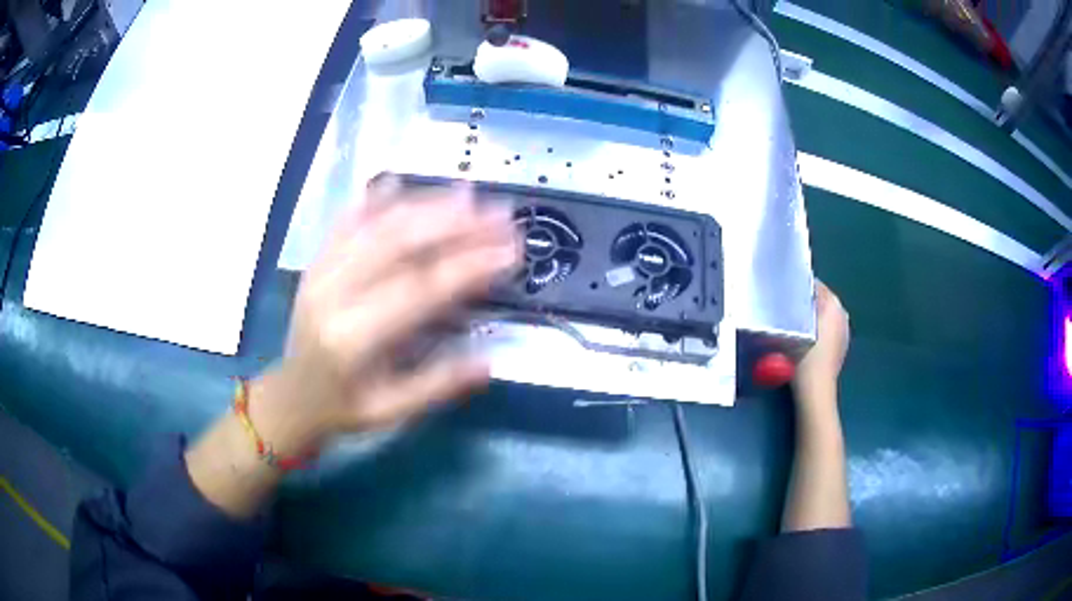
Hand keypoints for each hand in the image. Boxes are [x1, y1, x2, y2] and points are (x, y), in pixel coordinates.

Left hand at [251, 176, 519, 456]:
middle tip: (499, 213)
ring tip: (467, 193)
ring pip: (376, 225)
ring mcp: (320, 272)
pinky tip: (399, 182)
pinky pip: (345, 222)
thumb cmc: (344, 408)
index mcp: (354, 338)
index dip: (469, 265)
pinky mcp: (315, 263)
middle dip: (455, 224)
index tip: (510, 249)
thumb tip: (491, 360)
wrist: (291, 398)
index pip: (420, 289)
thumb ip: (439, 385)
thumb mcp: (392, 411)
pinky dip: (373, 200)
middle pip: (399, 244)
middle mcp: (333, 294)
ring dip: (424, 205)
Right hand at [793, 281, 849, 405]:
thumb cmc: (805, 358)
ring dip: (812, 315)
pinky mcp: (842, 345)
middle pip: (822, 299)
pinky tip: (805, 339)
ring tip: (794, 322)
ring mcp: (844, 330)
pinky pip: (829, 328)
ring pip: (825, 314)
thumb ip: (792, 310)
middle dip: (806, 300)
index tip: (784, 291)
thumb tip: (786, 298)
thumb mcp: (793, 330)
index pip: (815, 285)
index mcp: (833, 304)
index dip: (799, 286)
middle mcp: (842, 313)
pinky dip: (819, 329)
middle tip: (786, 306)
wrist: (816, 390)